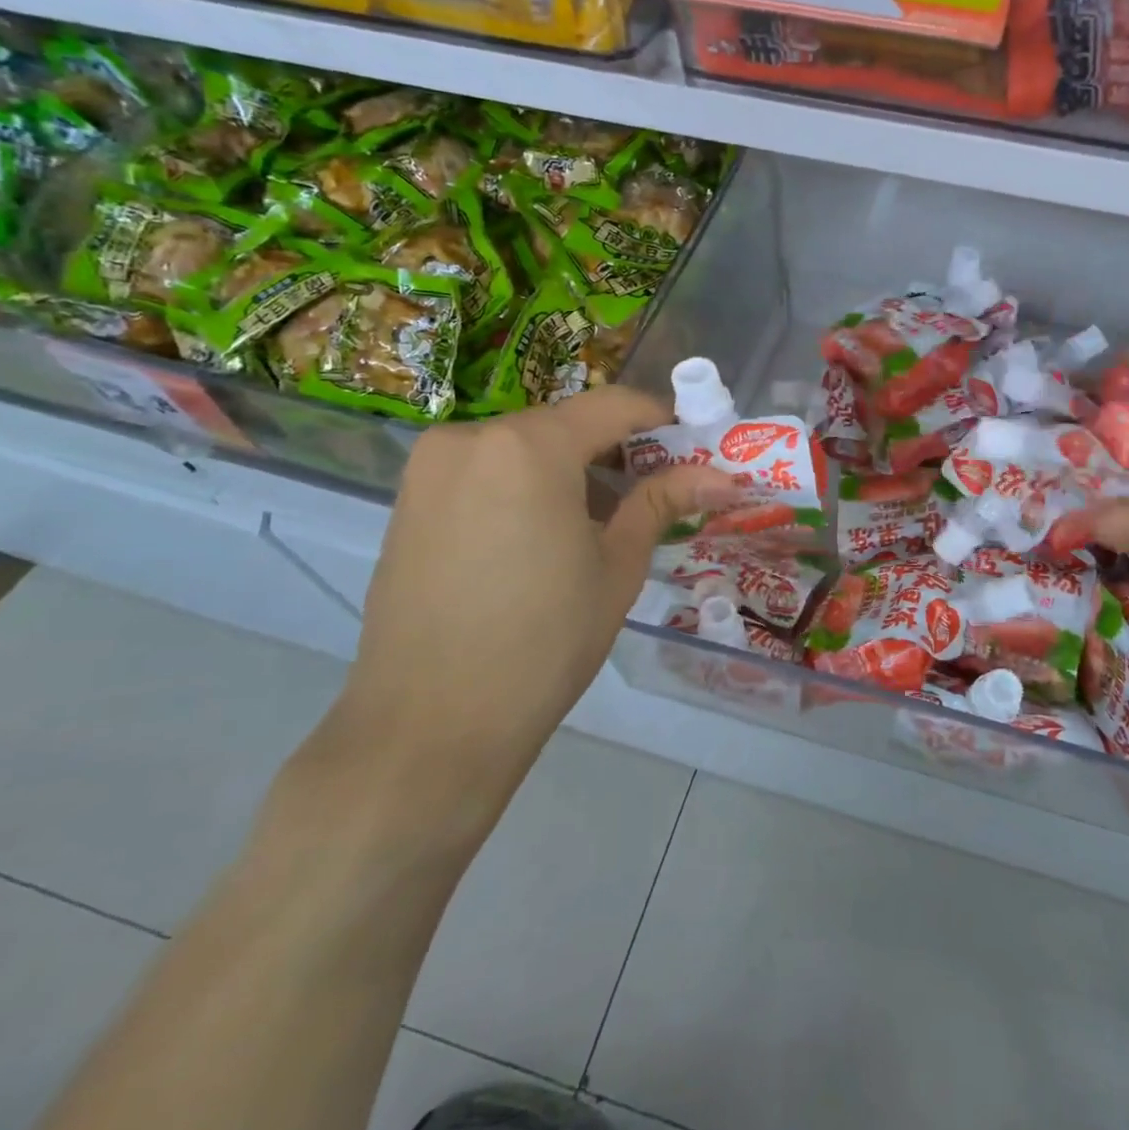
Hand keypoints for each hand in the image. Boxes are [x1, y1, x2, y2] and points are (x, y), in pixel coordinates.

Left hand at [321, 389, 736, 824]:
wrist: (431, 723)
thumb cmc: (544, 642)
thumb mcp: (617, 567)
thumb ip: (662, 503)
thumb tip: (720, 475)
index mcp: (529, 446)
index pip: (612, 405)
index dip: (660, 420)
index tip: (691, 450)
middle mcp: (471, 437)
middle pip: (565, 425)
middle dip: (615, 451)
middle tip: (653, 496)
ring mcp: (431, 468)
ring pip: (524, 448)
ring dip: (570, 470)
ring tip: (600, 525)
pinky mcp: (408, 501)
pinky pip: (485, 472)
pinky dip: (525, 487)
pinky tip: (542, 538)